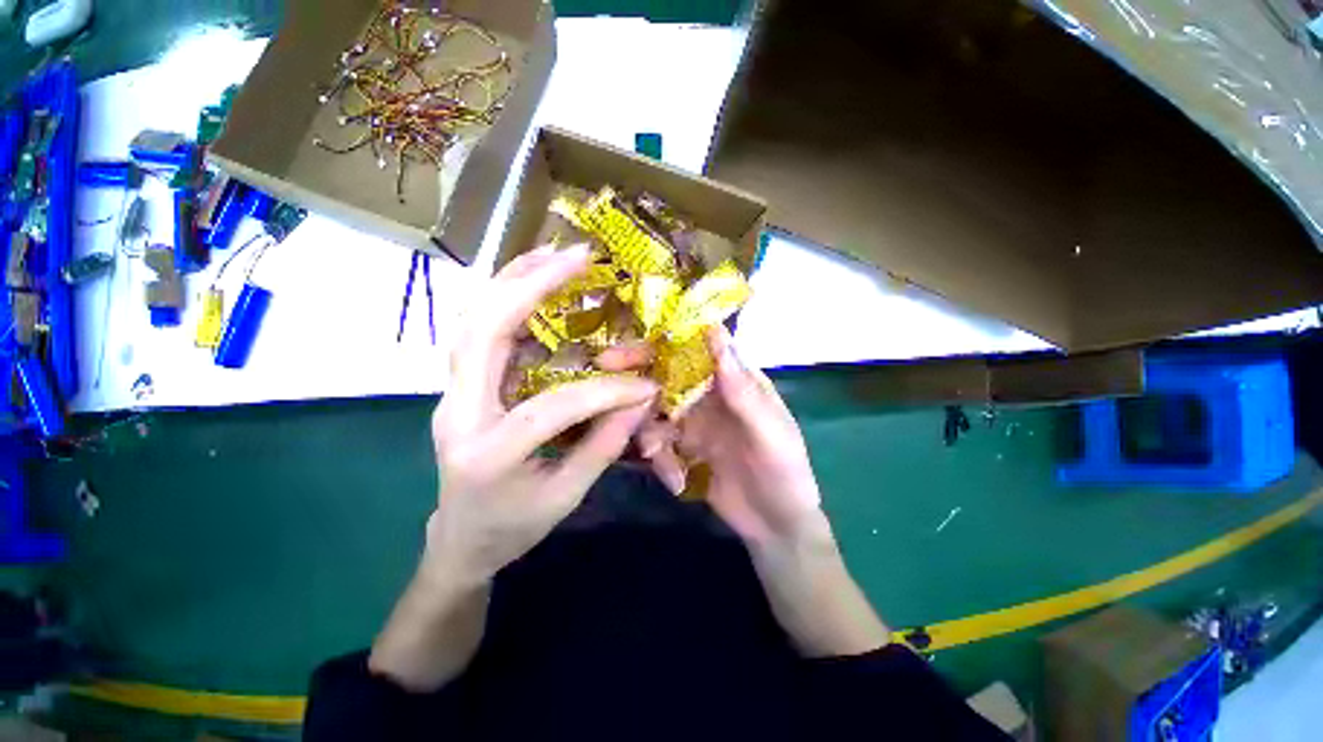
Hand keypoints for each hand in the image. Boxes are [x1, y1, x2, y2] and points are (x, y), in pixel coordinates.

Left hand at [428, 244, 657, 580]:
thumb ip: (604, 444)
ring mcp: (449, 394)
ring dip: (511, 281)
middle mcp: (456, 414)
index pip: (550, 407)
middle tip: (576, 257)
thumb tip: (640, 398)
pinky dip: (505, 298)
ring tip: (551, 254)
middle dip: (531, 286)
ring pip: (471, 321)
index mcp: (486, 455)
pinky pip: (477, 331)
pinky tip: (532, 281)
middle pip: (482, 333)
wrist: (460, 539)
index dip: (604, 393)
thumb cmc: (512, 527)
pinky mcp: (460, 385)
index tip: (644, 385)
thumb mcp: (565, 497)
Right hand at [638, 326, 825, 545]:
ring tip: (658, 457)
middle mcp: (710, 395)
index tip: (624, 349)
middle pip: (666, 375)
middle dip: (636, 379)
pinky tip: (676, 481)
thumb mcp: (771, 433)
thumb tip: (716, 333)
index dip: (661, 344)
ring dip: (649, 432)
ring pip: (655, 411)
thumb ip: (742, 390)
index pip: (696, 350)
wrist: (776, 528)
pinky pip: (658, 443)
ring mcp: (694, 422)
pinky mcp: (683, 449)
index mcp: (735, 381)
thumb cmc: (785, 474)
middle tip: (605, 382)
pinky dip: (660, 460)